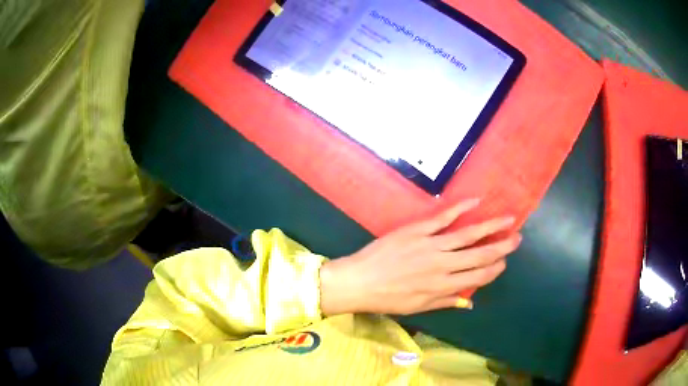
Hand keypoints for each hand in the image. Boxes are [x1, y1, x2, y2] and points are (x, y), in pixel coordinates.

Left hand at [319, 199, 520, 315]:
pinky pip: (443, 217)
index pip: (478, 277)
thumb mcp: (418, 307)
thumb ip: (445, 302)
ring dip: (490, 226)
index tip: (505, 262)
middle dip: (501, 246)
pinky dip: (460, 208)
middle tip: (517, 237)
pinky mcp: (417, 230)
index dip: (494, 269)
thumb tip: (469, 303)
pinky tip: (476, 201)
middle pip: (479, 255)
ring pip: (468, 234)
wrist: (359, 281)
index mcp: (443, 286)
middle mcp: (442, 265)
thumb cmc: (387, 299)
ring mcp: (431, 245)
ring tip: (508, 219)